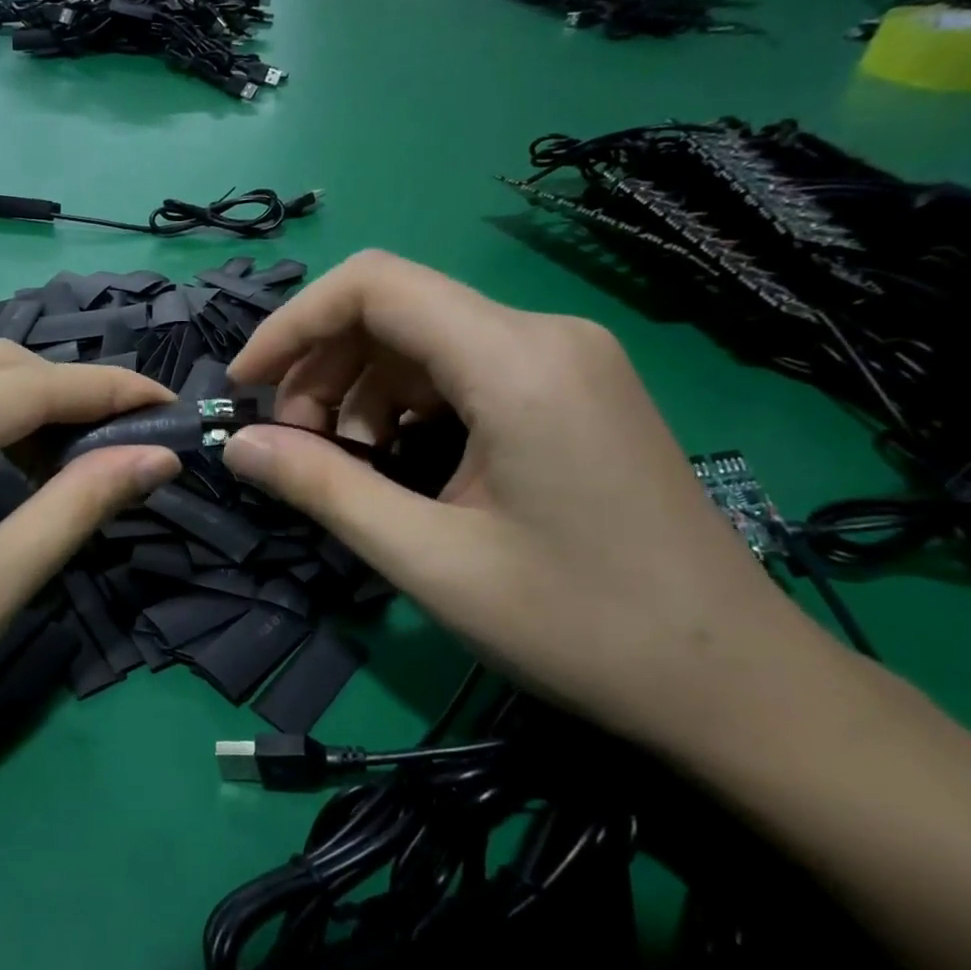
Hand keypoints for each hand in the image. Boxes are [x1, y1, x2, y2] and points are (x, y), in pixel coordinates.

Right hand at [220, 251, 831, 746]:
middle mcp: (544, 336)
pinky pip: (461, 369)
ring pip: (423, 340)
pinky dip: (406, 405)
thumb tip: (236, 445)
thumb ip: (322, 488)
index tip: (244, 386)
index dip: (292, 324)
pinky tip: (397, 463)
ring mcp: (565, 360)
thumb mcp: (428, 559)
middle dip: (322, 368)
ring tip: (343, 465)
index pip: (373, 285)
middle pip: (394, 310)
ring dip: (360, 391)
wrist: (735, 683)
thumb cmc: (580, 626)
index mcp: (517, 361)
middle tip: (291, 447)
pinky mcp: (571, 390)